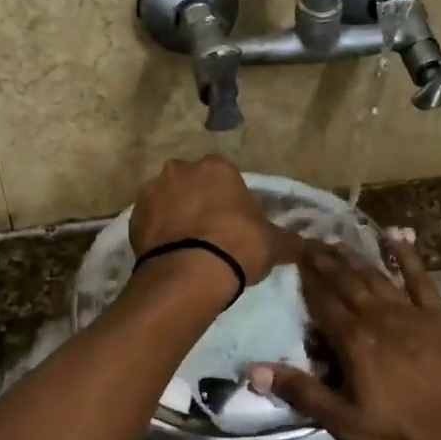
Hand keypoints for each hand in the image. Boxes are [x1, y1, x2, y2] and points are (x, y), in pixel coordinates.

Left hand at [129, 156, 290, 287]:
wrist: (191, 272)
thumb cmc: (238, 246)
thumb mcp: (275, 244)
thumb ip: (290, 240)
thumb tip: (308, 246)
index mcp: (217, 167)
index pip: (224, 177)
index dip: (229, 200)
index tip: (234, 223)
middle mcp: (181, 169)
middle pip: (192, 183)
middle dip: (198, 202)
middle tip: (210, 234)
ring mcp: (152, 191)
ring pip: (167, 200)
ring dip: (175, 216)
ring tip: (187, 247)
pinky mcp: (132, 217)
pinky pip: (150, 222)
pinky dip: (158, 234)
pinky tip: (170, 255)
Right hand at [250, 236, 440, 439]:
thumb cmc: (409, 437)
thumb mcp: (348, 425)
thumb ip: (303, 392)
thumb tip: (254, 368)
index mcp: (356, 342)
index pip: (322, 303)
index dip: (305, 280)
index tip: (290, 257)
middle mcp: (380, 317)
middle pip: (346, 282)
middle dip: (325, 261)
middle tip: (308, 240)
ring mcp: (413, 313)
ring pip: (376, 276)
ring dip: (355, 257)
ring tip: (336, 241)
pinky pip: (420, 278)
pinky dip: (407, 256)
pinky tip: (397, 237)